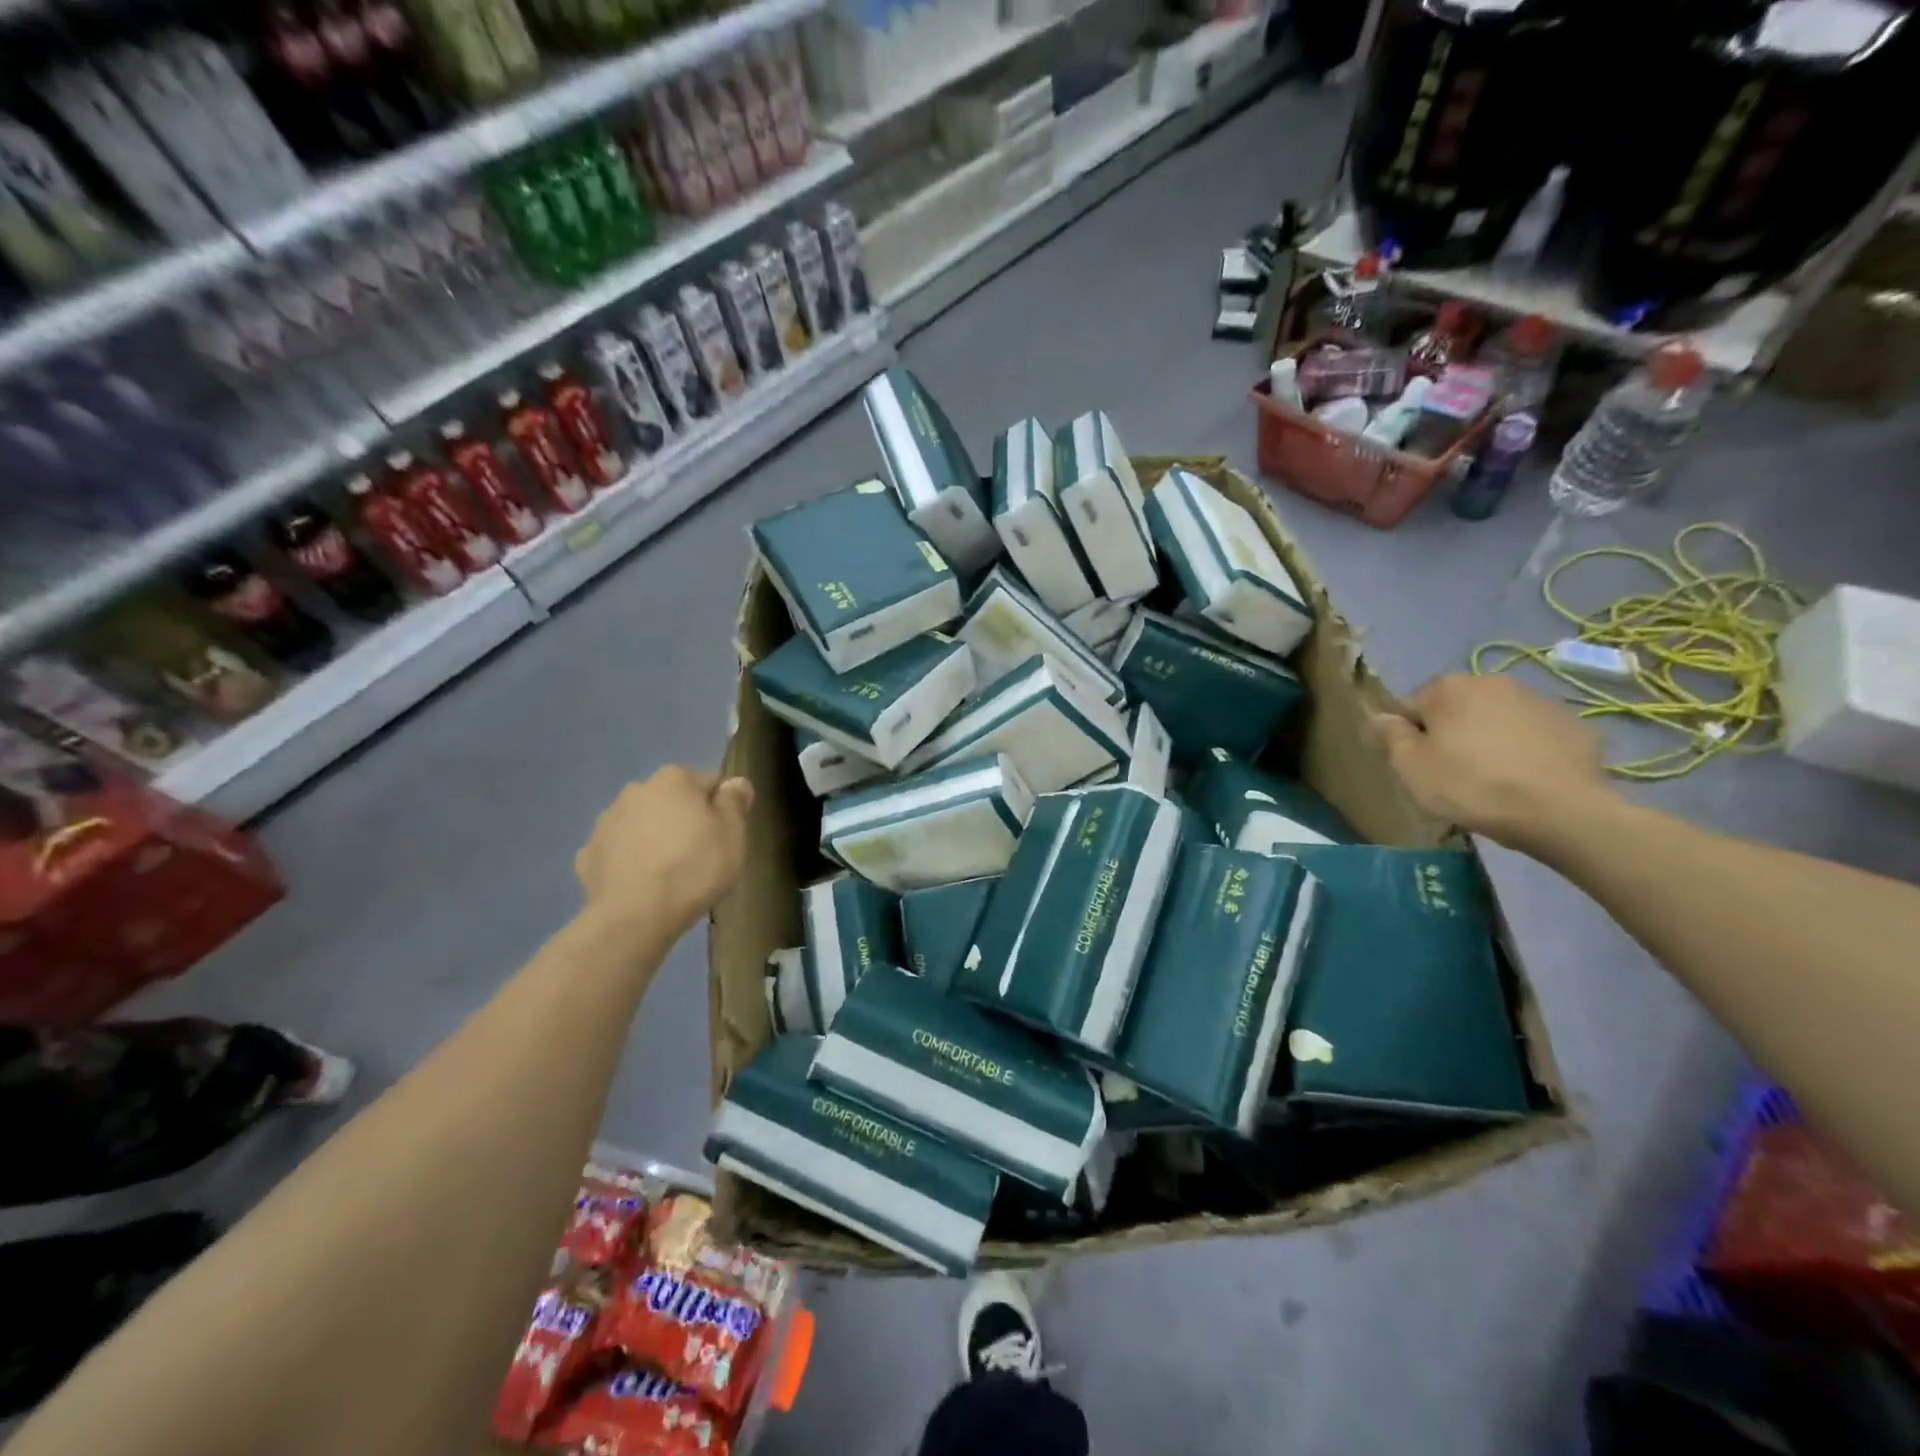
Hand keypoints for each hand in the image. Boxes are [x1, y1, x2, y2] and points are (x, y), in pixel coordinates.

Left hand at [576, 767, 754, 941]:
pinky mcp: (588, 854)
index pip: (709, 783)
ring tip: (669, 872)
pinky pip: (618, 851)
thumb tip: (736, 782)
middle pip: (672, 801)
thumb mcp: (733, 834)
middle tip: (699, 854)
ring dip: (655, 837)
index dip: (721, 809)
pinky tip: (641, 884)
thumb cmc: (694, 868)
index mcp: (673, 779)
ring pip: (642, 823)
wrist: (635, 916)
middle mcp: (636, 790)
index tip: (725, 835)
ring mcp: (606, 822)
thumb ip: (735, 802)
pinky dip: (630, 861)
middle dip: (684, 819)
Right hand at [1369, 674, 1612, 850]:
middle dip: (1449, 733)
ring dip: (1487, 739)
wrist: (1561, 810)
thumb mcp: (1411, 766)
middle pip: (1454, 709)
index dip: (1408, 738)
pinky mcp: (1572, 723)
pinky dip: (1524, 749)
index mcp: (1447, 688)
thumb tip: (1376, 718)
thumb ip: (1388, 736)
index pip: (1410, 708)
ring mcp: (1537, 699)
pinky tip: (1525, 779)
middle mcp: (1490, 681)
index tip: (1418, 767)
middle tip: (1452, 773)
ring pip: (1495, 718)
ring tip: (1492, 779)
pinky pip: (1532, 734)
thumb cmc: (1471, 785)